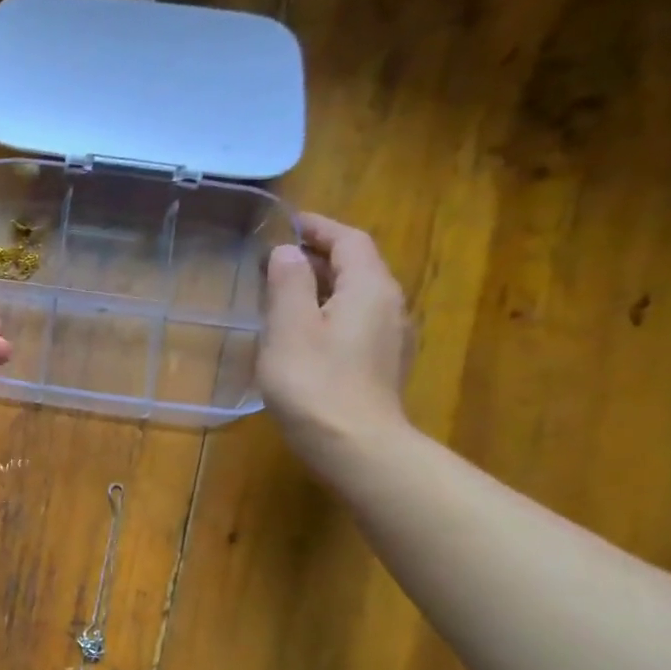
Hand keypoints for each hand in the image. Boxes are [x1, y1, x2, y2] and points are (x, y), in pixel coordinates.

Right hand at [258, 214, 412, 475]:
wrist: (355, 446)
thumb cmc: (315, 382)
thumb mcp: (289, 327)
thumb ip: (288, 283)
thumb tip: (288, 253)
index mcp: (370, 287)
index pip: (350, 241)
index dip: (321, 227)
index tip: (290, 222)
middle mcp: (389, 305)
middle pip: (358, 266)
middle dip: (321, 255)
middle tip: (279, 257)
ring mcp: (391, 338)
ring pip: (357, 295)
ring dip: (324, 285)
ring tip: (286, 291)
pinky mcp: (382, 365)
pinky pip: (357, 321)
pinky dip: (330, 311)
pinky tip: (305, 331)